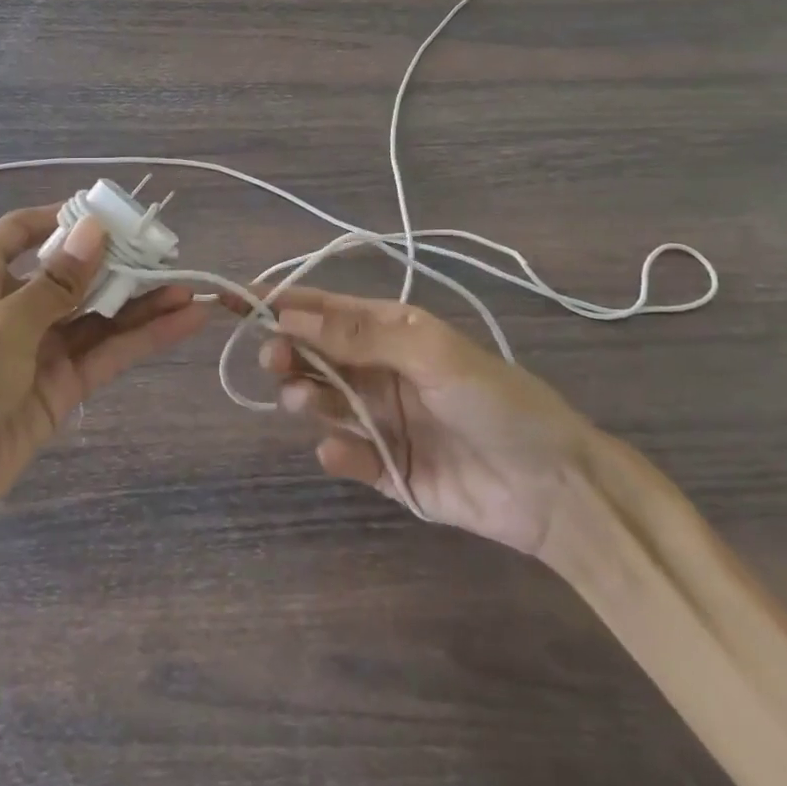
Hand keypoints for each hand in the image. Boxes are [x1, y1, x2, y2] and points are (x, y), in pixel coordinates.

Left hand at [0, 206, 206, 561]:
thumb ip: (55, 283)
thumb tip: (95, 229)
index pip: (24, 231)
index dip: (66, 218)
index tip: (116, 213)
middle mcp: (11, 307)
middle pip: (74, 273)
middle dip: (121, 262)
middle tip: (172, 253)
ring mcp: (38, 350)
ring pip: (98, 315)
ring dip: (142, 302)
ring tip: (191, 287)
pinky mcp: (59, 389)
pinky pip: (105, 354)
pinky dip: (143, 339)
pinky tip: (182, 323)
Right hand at [262, 289, 592, 555]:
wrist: (553, 487)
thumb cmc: (495, 401)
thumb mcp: (431, 353)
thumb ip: (361, 336)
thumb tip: (291, 315)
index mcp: (392, 331)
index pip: (324, 310)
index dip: (280, 302)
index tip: (233, 299)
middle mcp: (380, 370)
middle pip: (314, 355)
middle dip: (288, 352)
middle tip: (275, 360)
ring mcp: (381, 420)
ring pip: (322, 401)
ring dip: (305, 396)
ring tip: (304, 401)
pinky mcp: (386, 468)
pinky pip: (346, 454)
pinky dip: (336, 451)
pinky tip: (341, 452)